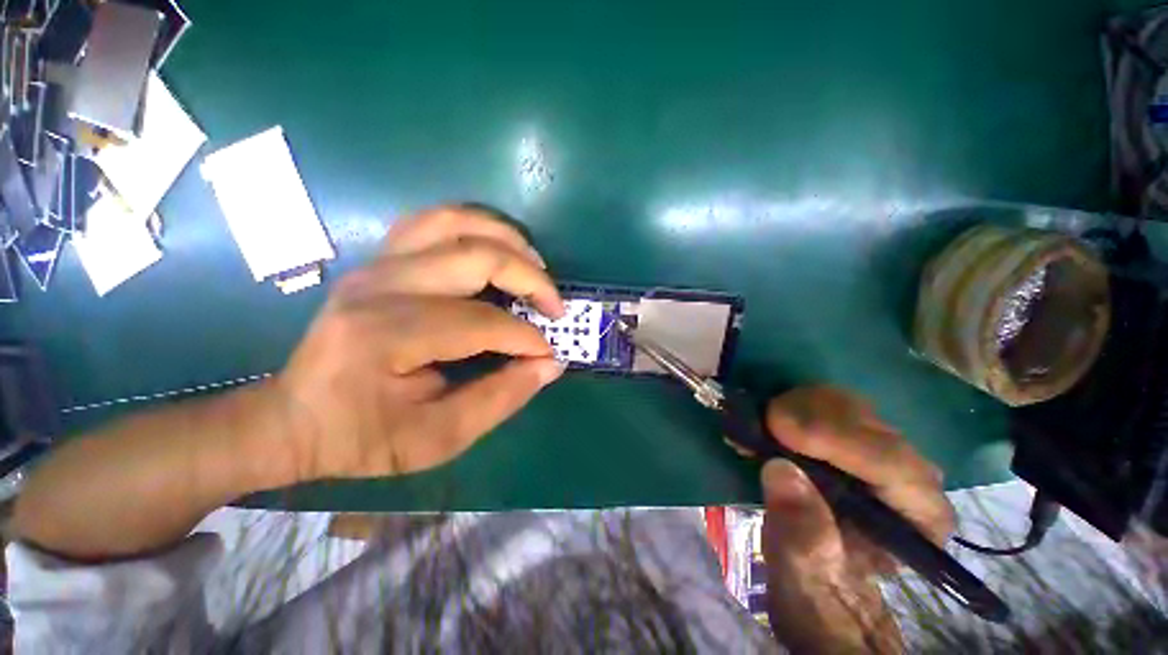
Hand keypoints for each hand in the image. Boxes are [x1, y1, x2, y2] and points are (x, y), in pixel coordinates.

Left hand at [269, 205, 566, 481]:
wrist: (295, 418)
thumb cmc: (362, 437)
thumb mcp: (437, 438)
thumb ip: (500, 399)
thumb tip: (550, 365)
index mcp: (387, 335)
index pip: (482, 323)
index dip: (527, 339)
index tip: (549, 354)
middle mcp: (381, 285)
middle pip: (476, 257)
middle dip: (531, 279)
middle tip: (555, 306)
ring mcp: (377, 264)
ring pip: (455, 222)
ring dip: (507, 239)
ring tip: (537, 266)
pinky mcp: (380, 260)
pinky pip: (435, 223)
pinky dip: (476, 228)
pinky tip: (497, 249)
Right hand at [760, 386, 953, 654]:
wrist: (816, 572)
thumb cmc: (816, 580)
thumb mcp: (804, 572)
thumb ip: (800, 531)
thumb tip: (781, 469)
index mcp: (917, 518)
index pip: (893, 464)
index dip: (836, 440)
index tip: (779, 430)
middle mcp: (912, 476)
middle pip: (868, 424)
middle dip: (809, 417)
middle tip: (759, 424)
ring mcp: (882, 449)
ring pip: (847, 404)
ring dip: (796, 406)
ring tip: (758, 426)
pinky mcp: (851, 435)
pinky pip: (824, 403)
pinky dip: (791, 404)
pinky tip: (766, 419)